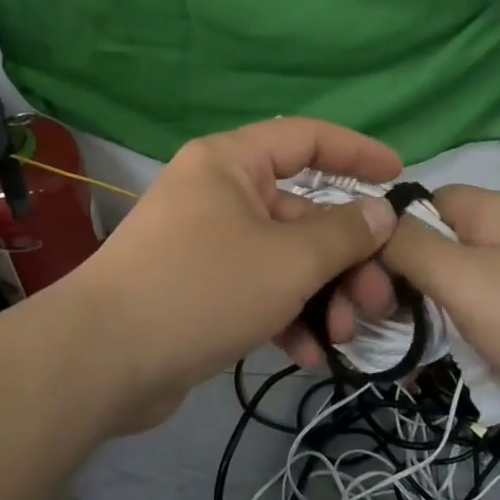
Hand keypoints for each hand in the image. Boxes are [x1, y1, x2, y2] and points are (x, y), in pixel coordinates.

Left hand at [65, 118, 401, 419]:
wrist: (101, 361)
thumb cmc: (202, 288)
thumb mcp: (288, 260)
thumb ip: (343, 233)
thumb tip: (381, 212)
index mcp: (231, 163)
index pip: (306, 138)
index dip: (356, 152)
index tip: (399, 176)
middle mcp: (218, 193)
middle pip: (302, 212)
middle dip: (346, 258)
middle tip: (377, 300)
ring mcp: (206, 243)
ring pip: (284, 257)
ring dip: (321, 294)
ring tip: (344, 336)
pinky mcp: (198, 289)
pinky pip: (257, 290)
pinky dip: (286, 316)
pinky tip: (309, 355)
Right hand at [381, 185, 499, 453]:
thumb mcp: (466, 280)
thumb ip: (412, 248)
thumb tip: (371, 218)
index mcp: (489, 212)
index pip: (418, 203)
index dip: (384, 234)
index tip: (358, 277)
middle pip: (434, 249)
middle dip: (402, 287)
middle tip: (376, 328)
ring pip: (457, 291)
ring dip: (429, 322)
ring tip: (403, 361)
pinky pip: (486, 322)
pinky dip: (464, 343)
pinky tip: (446, 373)